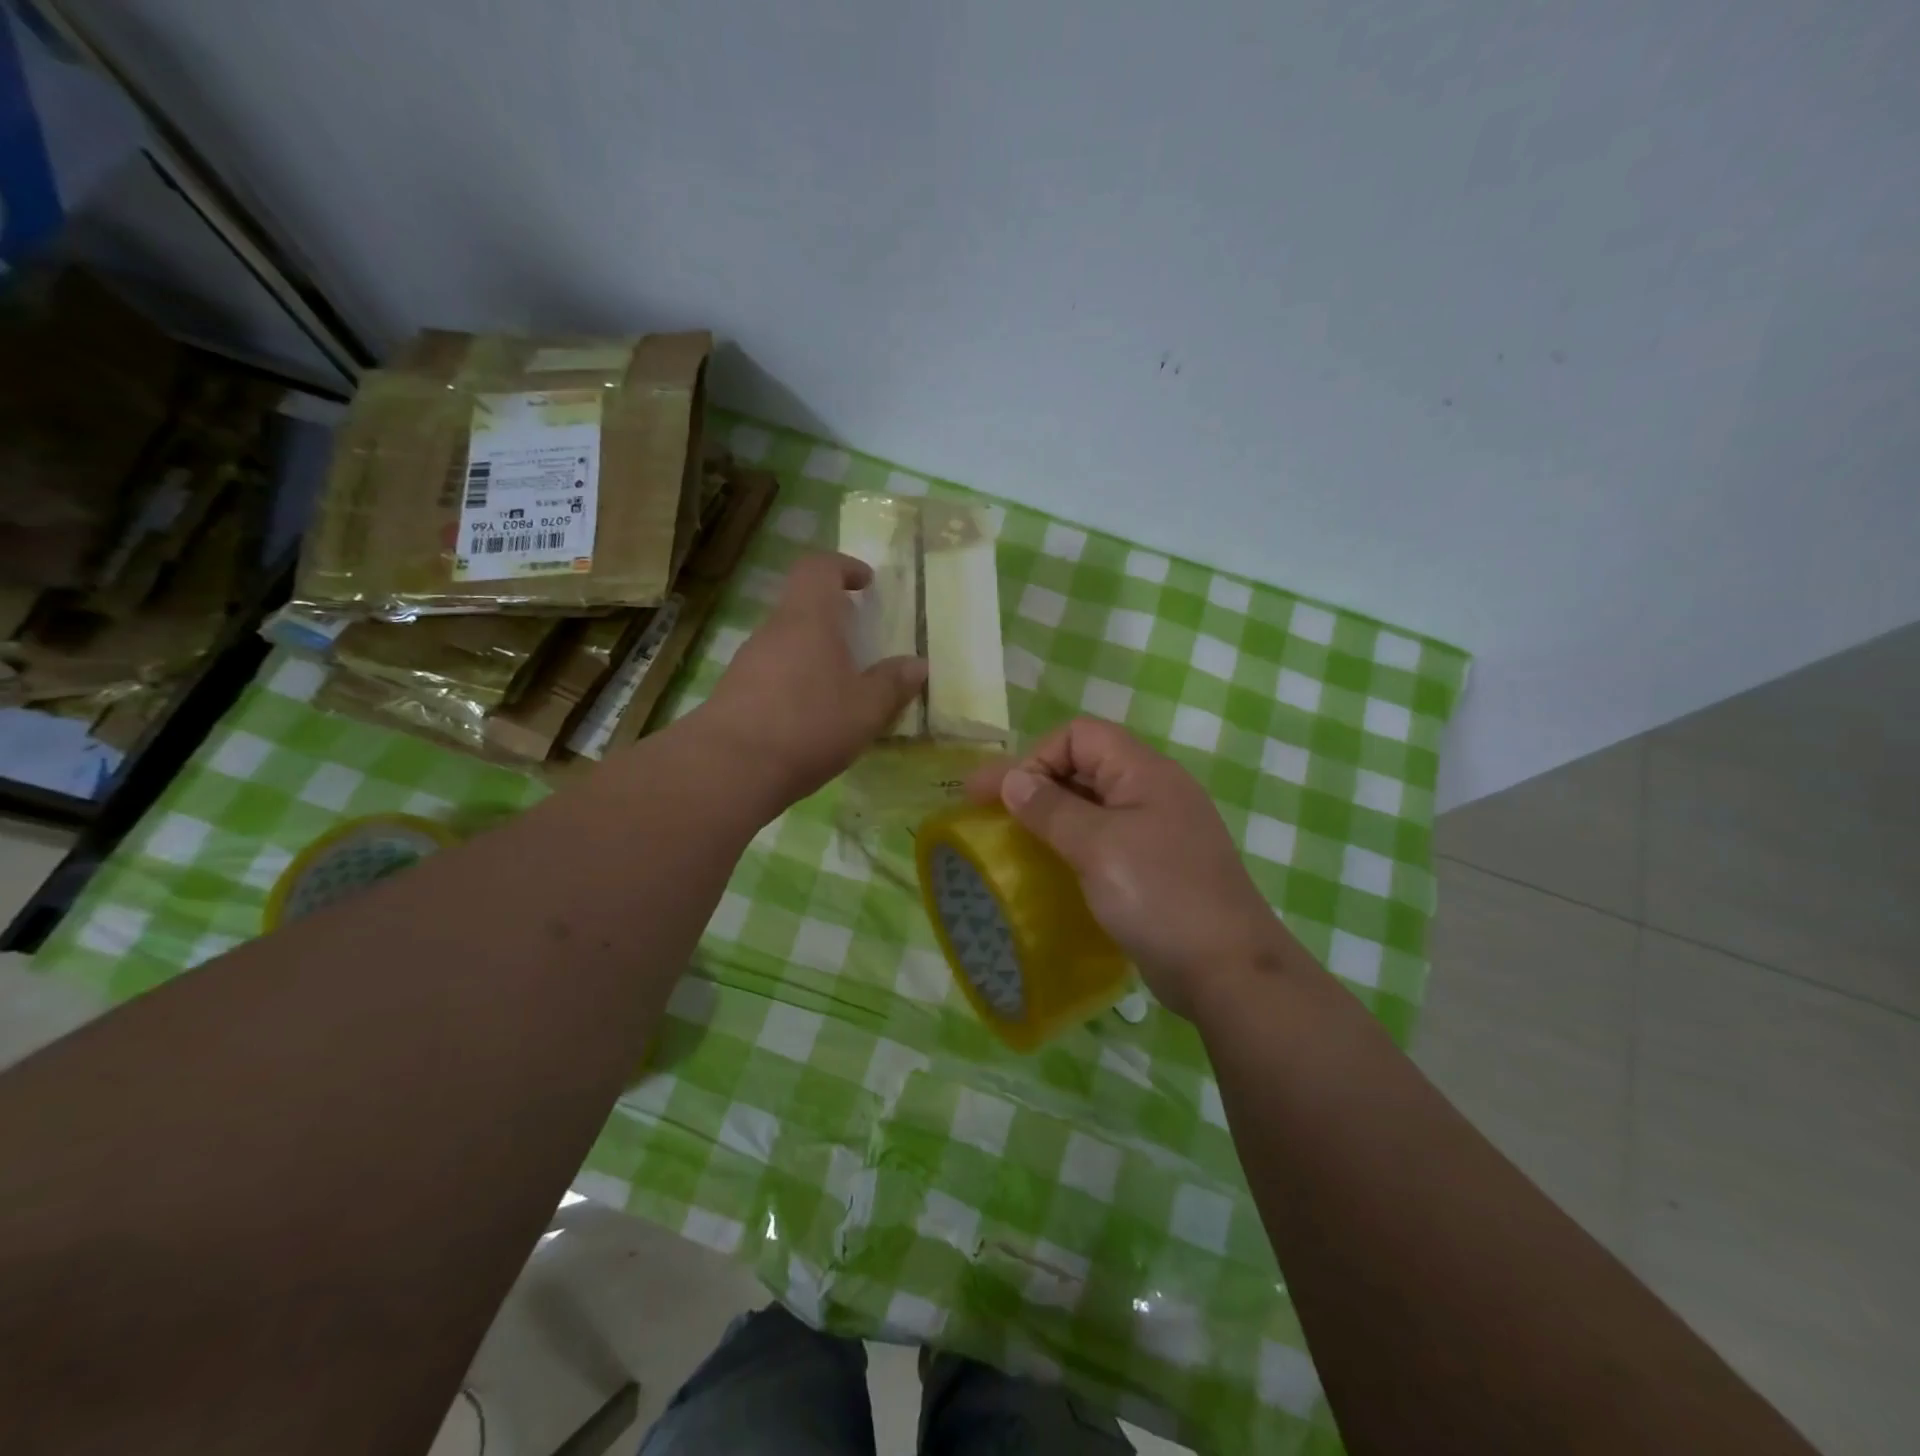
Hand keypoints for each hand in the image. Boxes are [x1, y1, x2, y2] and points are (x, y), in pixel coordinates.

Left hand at [696, 553, 925, 810]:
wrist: (729, 768)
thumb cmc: (808, 725)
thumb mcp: (865, 710)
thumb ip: (892, 684)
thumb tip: (917, 665)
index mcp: (809, 619)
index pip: (819, 568)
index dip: (843, 567)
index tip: (866, 583)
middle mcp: (774, 630)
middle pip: (802, 606)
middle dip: (833, 617)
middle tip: (860, 642)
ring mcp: (749, 661)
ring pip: (787, 641)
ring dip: (814, 653)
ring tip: (841, 686)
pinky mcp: (734, 692)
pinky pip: (772, 672)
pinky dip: (795, 681)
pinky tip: (811, 716)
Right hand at [967, 717, 1300, 1017]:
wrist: (1228, 970)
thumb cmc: (1159, 896)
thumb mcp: (1097, 846)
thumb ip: (1050, 808)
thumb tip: (1012, 780)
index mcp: (1145, 771)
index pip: (1079, 735)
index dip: (1036, 757)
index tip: (1004, 796)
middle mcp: (1153, 791)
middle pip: (1085, 765)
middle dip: (1036, 784)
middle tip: (992, 815)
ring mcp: (1158, 830)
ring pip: (1093, 805)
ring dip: (1052, 816)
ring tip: (1014, 841)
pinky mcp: (1156, 866)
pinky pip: (1105, 839)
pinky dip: (1073, 844)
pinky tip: (1052, 869)